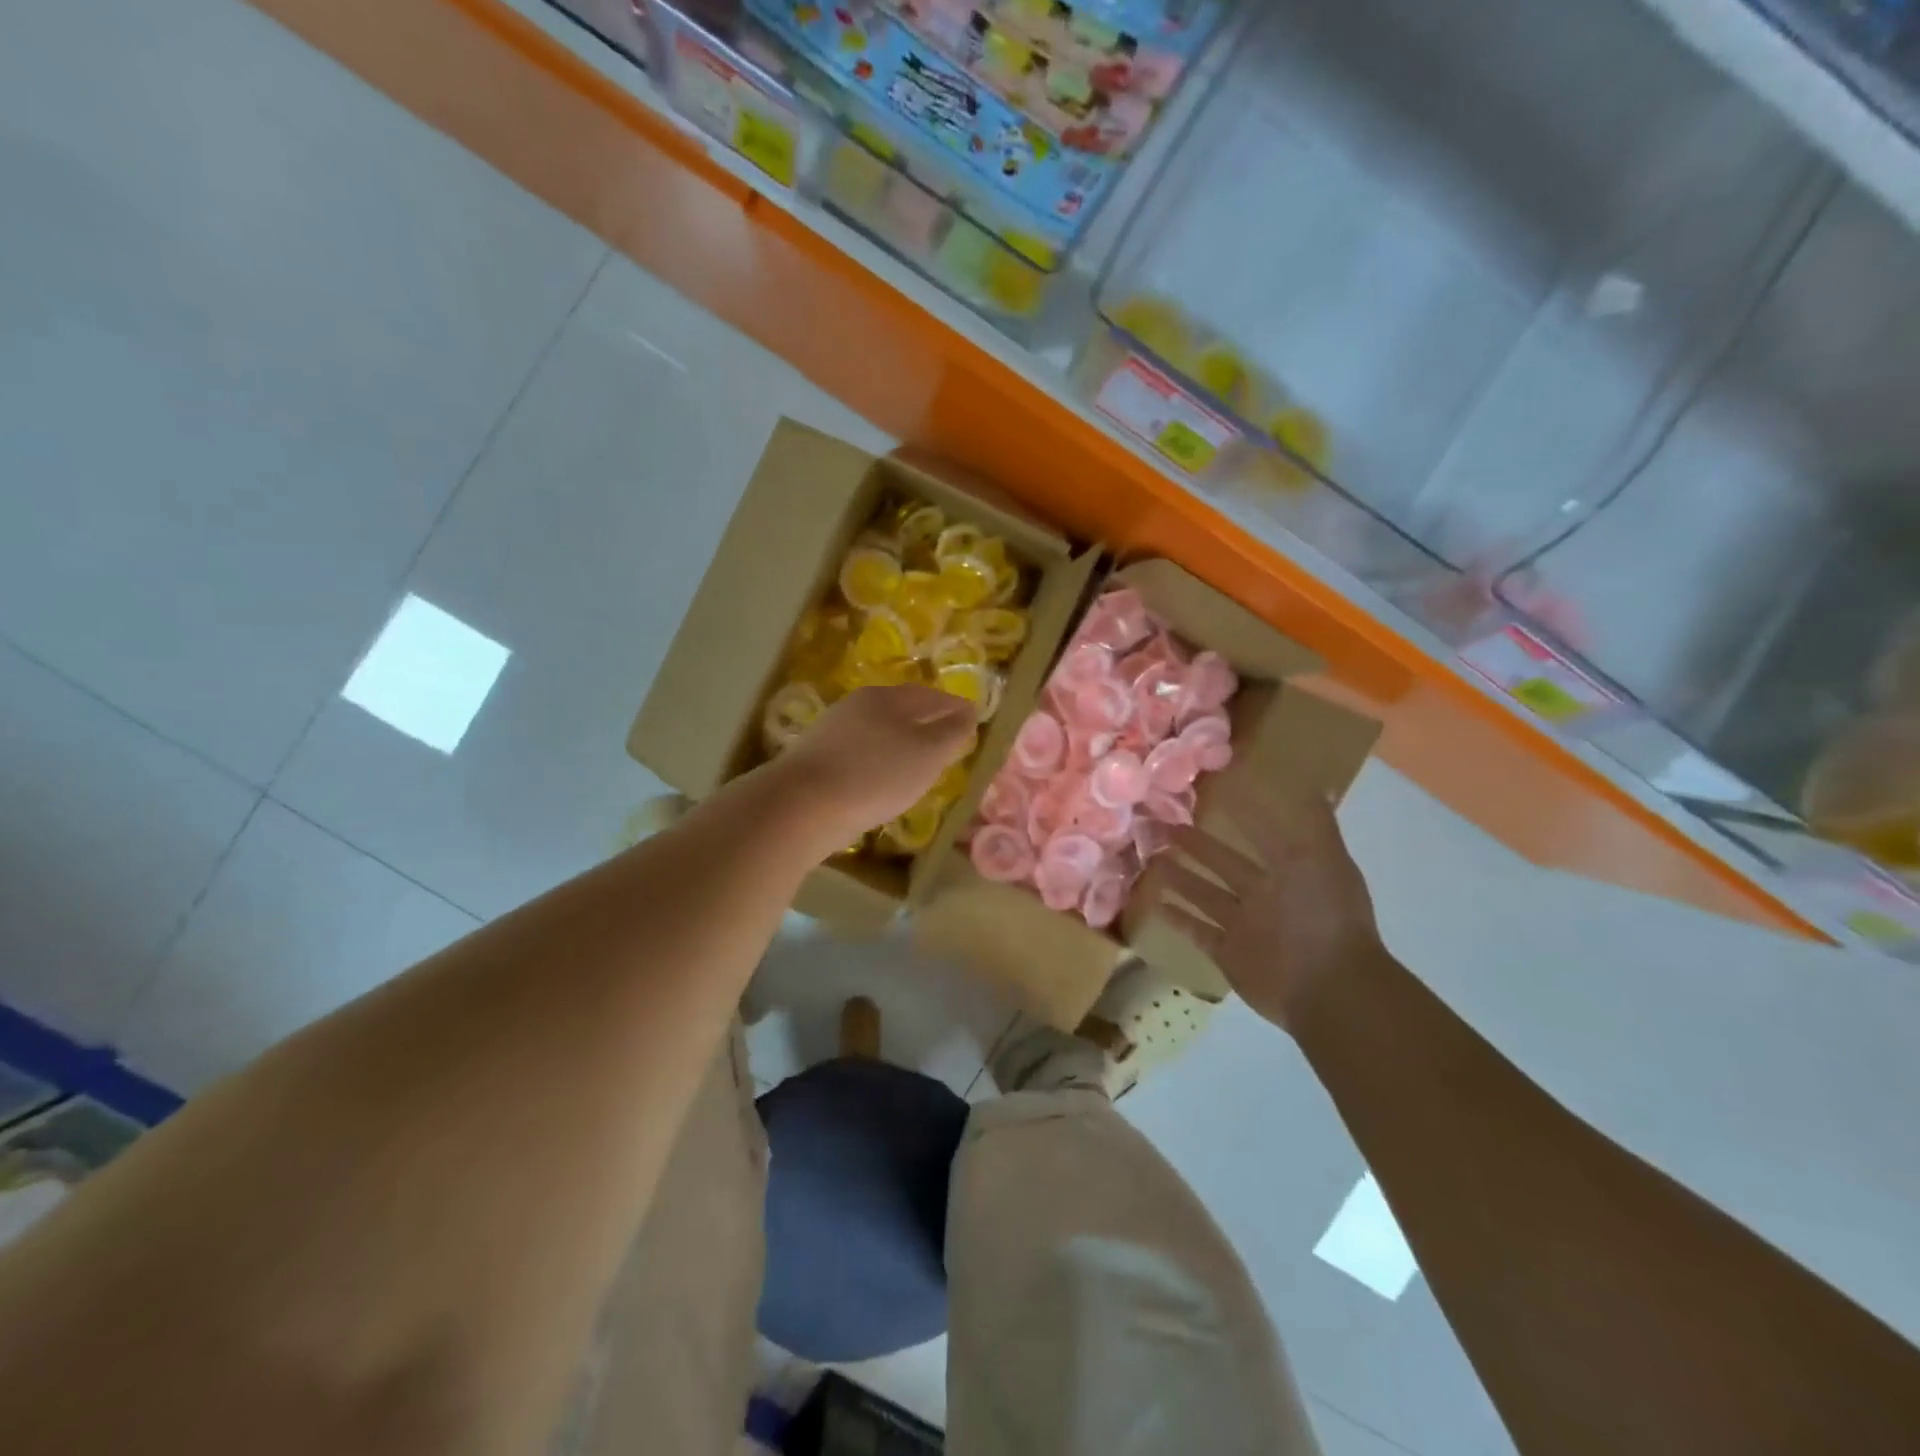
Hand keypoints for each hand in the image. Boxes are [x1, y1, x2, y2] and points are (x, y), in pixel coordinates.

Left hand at [764, 685, 975, 850]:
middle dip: (927, 722)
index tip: (973, 719)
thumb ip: (951, 732)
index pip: (930, 695)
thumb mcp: (927, 754)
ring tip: (919, 763)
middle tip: (948, 740)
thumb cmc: (875, 775)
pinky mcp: (817, 759)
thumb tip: (968, 713)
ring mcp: (833, 731)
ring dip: (902, 743)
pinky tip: (882, 779)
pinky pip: (860, 753)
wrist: (801, 806)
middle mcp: (858, 706)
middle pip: (902, 710)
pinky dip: (879, 761)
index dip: (954, 707)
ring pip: (879, 731)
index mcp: (887, 698)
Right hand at [1151, 788, 1385, 1030]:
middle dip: (1197, 845)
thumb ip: (1317, 824)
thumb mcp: (1323, 859)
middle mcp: (1265, 896)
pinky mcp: (1228, 954)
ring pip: (1206, 895)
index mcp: (1288, 871)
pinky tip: (1155, 902)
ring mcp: (1245, 927)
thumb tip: (1315, 783)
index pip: (1259, 836)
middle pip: (1223, 864)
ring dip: (1180, 877)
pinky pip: (1198, 931)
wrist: (1328, 987)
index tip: (1209, 794)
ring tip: (1151, 859)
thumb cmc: (1324, 916)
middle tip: (1164, 826)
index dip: (1239, 815)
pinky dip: (1177, 918)